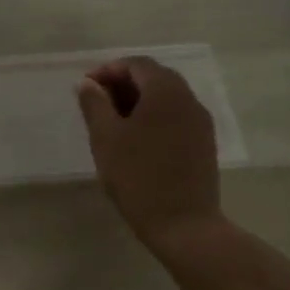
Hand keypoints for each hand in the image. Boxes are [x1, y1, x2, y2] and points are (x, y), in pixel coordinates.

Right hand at [76, 56, 226, 254]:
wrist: (184, 225)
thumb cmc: (138, 177)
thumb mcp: (106, 138)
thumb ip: (94, 104)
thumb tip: (87, 84)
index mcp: (166, 92)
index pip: (137, 64)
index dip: (108, 70)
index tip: (86, 88)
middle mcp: (188, 100)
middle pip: (154, 77)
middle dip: (123, 83)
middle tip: (96, 103)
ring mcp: (200, 122)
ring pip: (166, 98)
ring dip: (138, 101)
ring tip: (112, 122)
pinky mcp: (203, 143)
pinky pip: (175, 116)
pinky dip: (153, 116)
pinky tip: (135, 140)